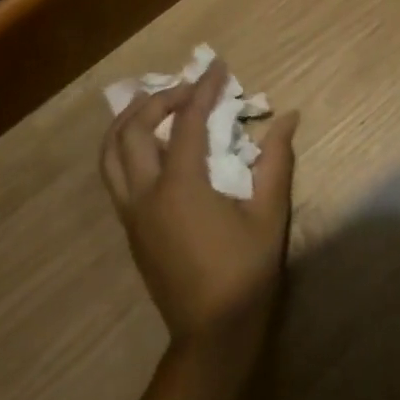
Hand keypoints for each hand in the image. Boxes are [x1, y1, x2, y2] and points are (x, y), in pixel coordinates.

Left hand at [101, 61, 299, 394]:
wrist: (213, 332)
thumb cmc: (246, 271)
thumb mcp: (269, 213)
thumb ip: (276, 160)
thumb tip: (288, 118)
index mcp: (180, 187)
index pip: (187, 122)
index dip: (203, 89)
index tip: (218, 68)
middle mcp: (145, 194)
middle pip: (133, 130)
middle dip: (158, 99)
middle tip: (189, 89)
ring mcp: (132, 214)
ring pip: (111, 154)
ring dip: (130, 122)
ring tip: (159, 107)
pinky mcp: (131, 229)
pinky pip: (115, 176)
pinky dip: (127, 148)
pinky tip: (154, 148)